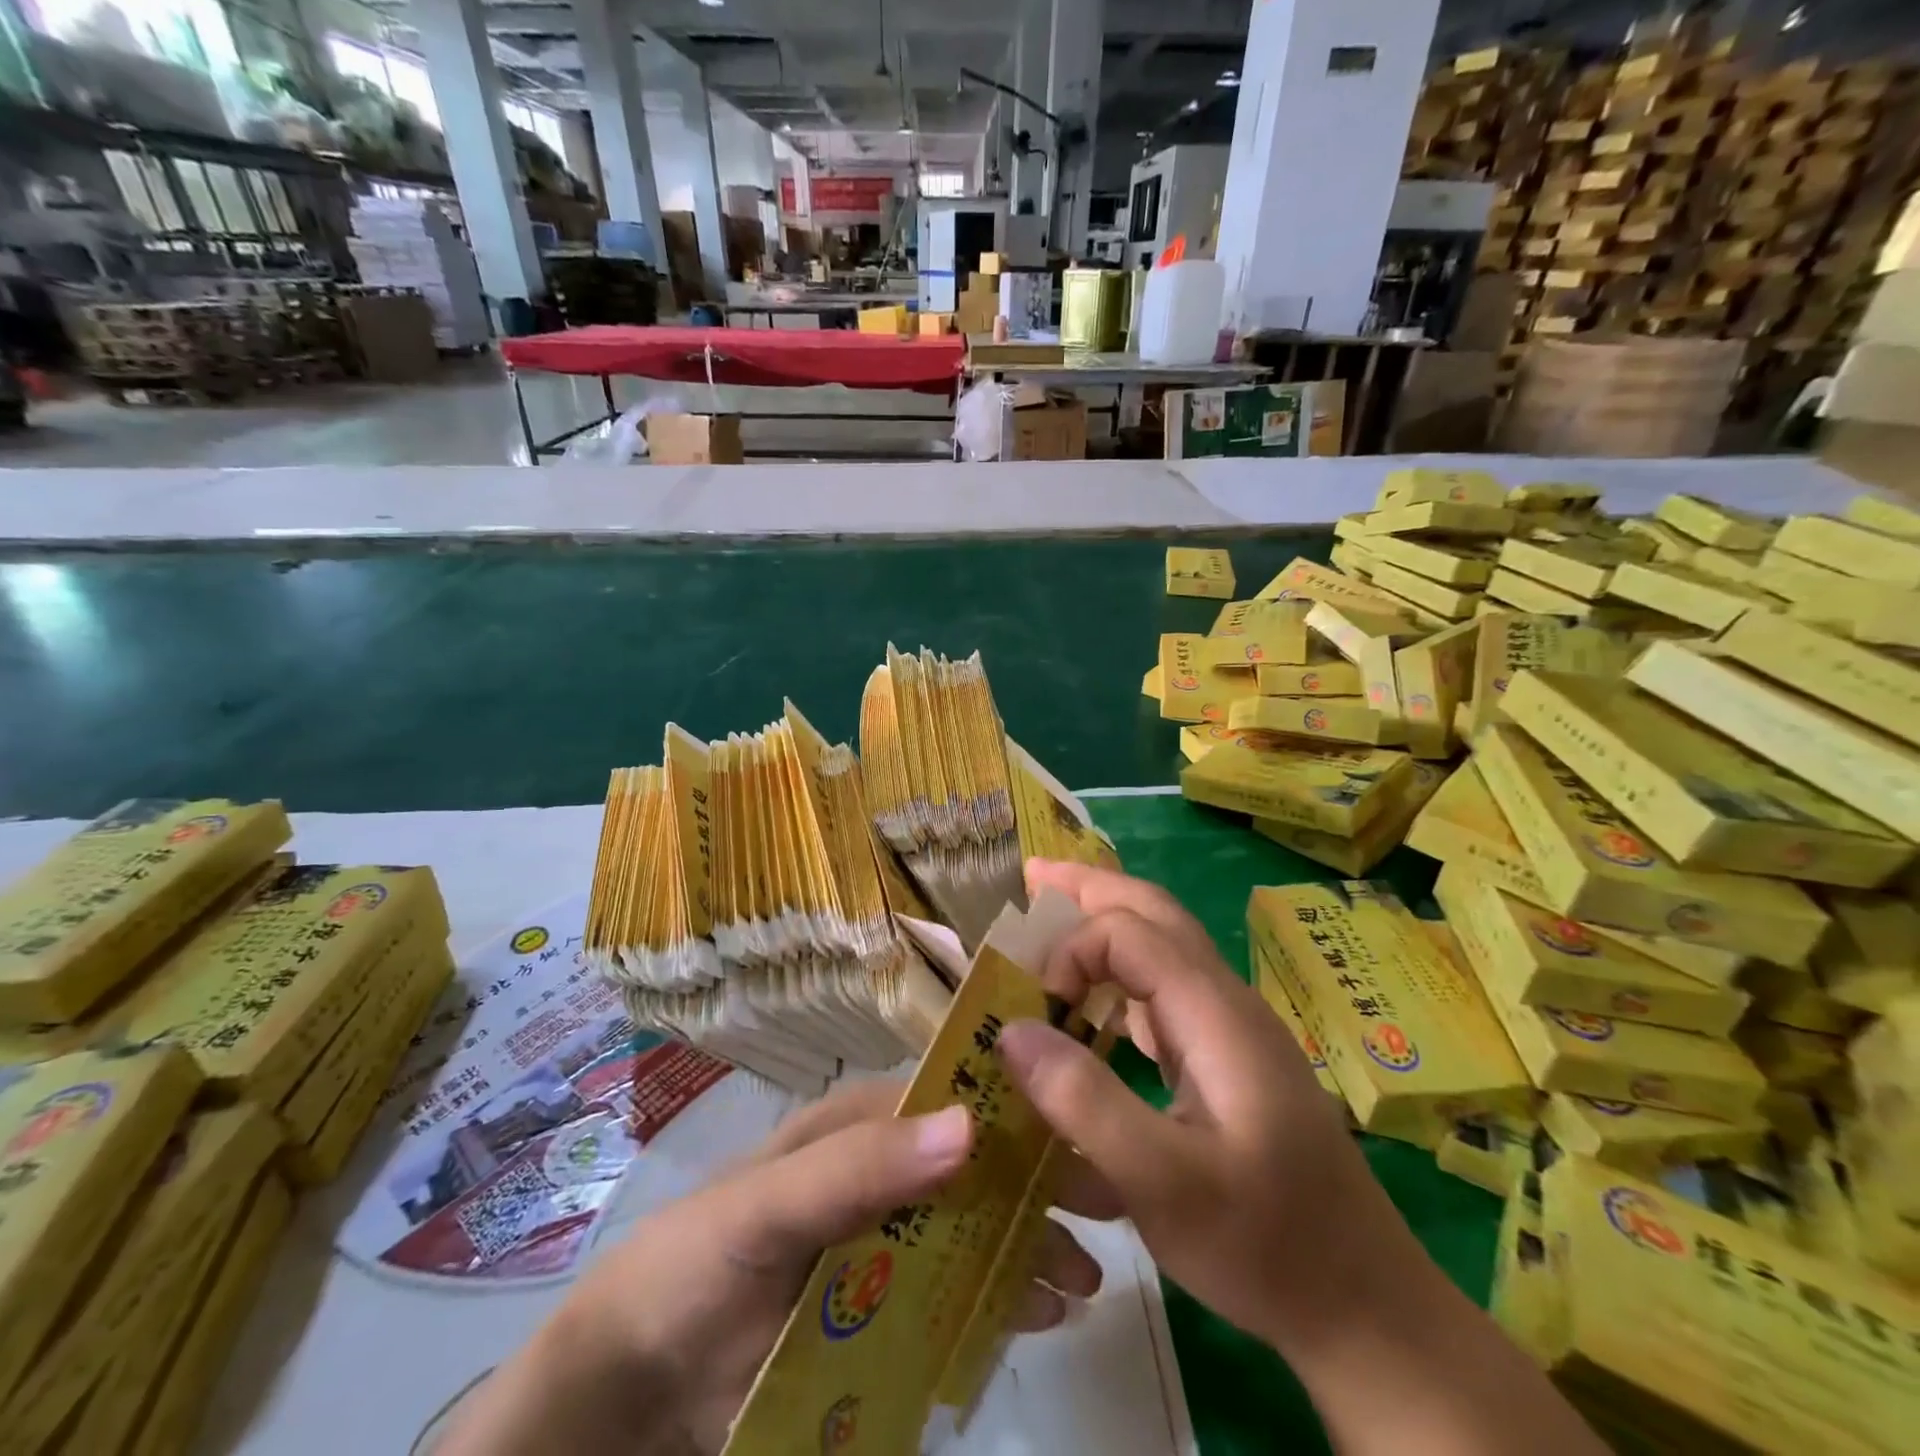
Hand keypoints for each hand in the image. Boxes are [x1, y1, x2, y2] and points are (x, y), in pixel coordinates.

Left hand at [440, 1079, 1107, 1455]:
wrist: (635, 1385)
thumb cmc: (697, 1262)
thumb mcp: (769, 1205)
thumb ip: (860, 1165)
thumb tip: (970, 1124)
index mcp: (862, 1125)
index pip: (952, 1098)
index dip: (1016, 1109)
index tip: (1082, 1131)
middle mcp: (885, 1172)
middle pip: (976, 1168)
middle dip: (1036, 1185)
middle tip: (1106, 1215)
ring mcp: (888, 1243)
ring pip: (974, 1232)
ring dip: (1027, 1248)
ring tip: (1080, 1281)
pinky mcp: (885, 1311)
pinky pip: (954, 1297)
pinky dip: (997, 1302)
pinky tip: (1037, 1317)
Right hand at [1003, 859, 1405, 1353]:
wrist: (1365, 1304)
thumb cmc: (1266, 1246)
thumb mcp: (1164, 1185)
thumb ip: (1085, 1101)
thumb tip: (1013, 1030)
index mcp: (1214, 1013)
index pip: (1127, 933)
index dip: (1069, 951)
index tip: (1032, 1009)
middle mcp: (1224, 1001)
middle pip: (1153, 912)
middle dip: (1089, 888)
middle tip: (1031, 877)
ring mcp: (1230, 1028)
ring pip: (1161, 944)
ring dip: (1104, 922)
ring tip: (1051, 914)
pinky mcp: (1227, 1057)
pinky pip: (1164, 989)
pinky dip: (1119, 972)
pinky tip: (1093, 998)